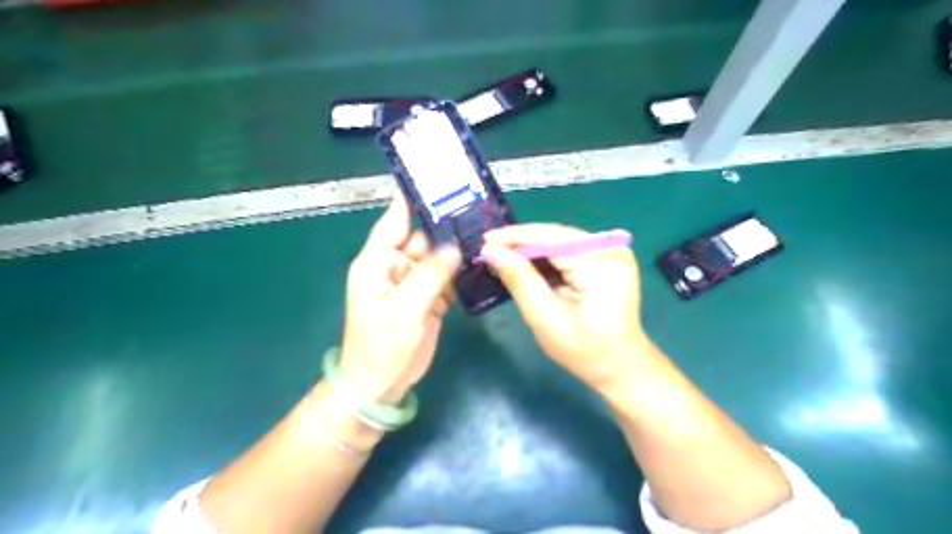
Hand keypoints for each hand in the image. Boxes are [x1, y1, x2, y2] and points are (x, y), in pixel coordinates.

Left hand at [340, 194, 462, 402]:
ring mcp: (413, 283)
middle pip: (421, 237)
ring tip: (483, 229)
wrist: (381, 384)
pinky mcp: (428, 299)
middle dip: (445, 223)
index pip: (394, 220)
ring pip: (437, 257)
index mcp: (378, 262)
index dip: (411, 198)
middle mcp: (395, 267)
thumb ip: (431, 273)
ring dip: (456, 247)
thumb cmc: (382, 345)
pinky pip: (445, 277)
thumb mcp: (405, 307)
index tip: (432, 177)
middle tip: (475, 206)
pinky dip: (460, 271)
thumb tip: (455, 247)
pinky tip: (479, 260)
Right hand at [485, 222, 645, 387]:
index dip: (516, 237)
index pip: (552, 238)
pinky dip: (547, 256)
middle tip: (489, 248)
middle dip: (522, 241)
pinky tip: (526, 263)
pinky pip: (570, 249)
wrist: (621, 366)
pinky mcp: (608, 258)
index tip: (485, 240)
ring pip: (562, 240)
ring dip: (532, 248)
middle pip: (557, 235)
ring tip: (501, 254)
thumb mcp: (546, 319)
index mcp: (602, 264)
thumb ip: (520, 281)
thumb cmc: (585, 351)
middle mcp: (611, 249)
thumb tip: (491, 251)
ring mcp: (613, 251)